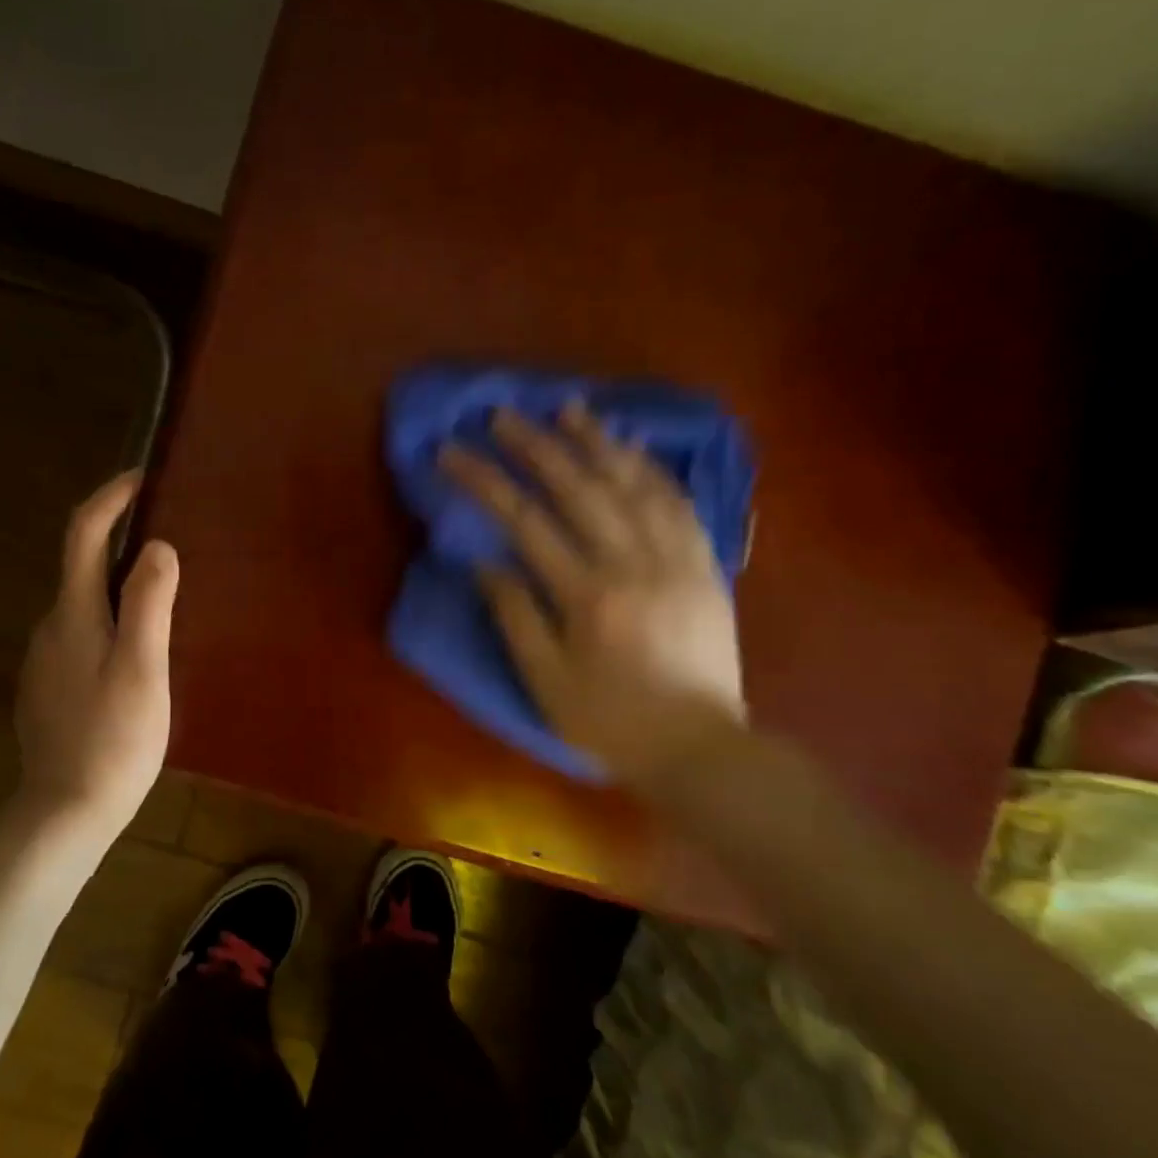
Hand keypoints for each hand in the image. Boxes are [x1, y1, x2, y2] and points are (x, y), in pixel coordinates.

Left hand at [14, 470, 178, 837]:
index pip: (84, 534)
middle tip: (171, 541)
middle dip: (121, 541)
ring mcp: (45, 660)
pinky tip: (138, 653)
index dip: (110, 498)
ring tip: (165, 599)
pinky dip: (110, 622)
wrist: (66, 811)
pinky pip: (82, 635)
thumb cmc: (114, 738)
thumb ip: (150, 602)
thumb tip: (158, 545)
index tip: (142, 477)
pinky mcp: (49, 688)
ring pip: (85, 605)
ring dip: (119, 587)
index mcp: (74, 614)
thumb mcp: (144, 667)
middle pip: (83, 566)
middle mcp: (51, 626)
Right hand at [440, 402, 744, 788]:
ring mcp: (676, 560)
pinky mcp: (705, 566)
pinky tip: (634, 447)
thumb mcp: (546, 683)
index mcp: (587, 596)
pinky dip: (654, 469)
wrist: (702, 750)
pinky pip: (680, 504)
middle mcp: (633, 564)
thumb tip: (486, 564)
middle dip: (536, 445)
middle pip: (578, 489)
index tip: (451, 452)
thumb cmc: (611, 722)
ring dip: (598, 442)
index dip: (483, 481)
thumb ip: (515, 618)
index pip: (524, 521)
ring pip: (634, 485)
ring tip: (569, 408)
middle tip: (504, 414)